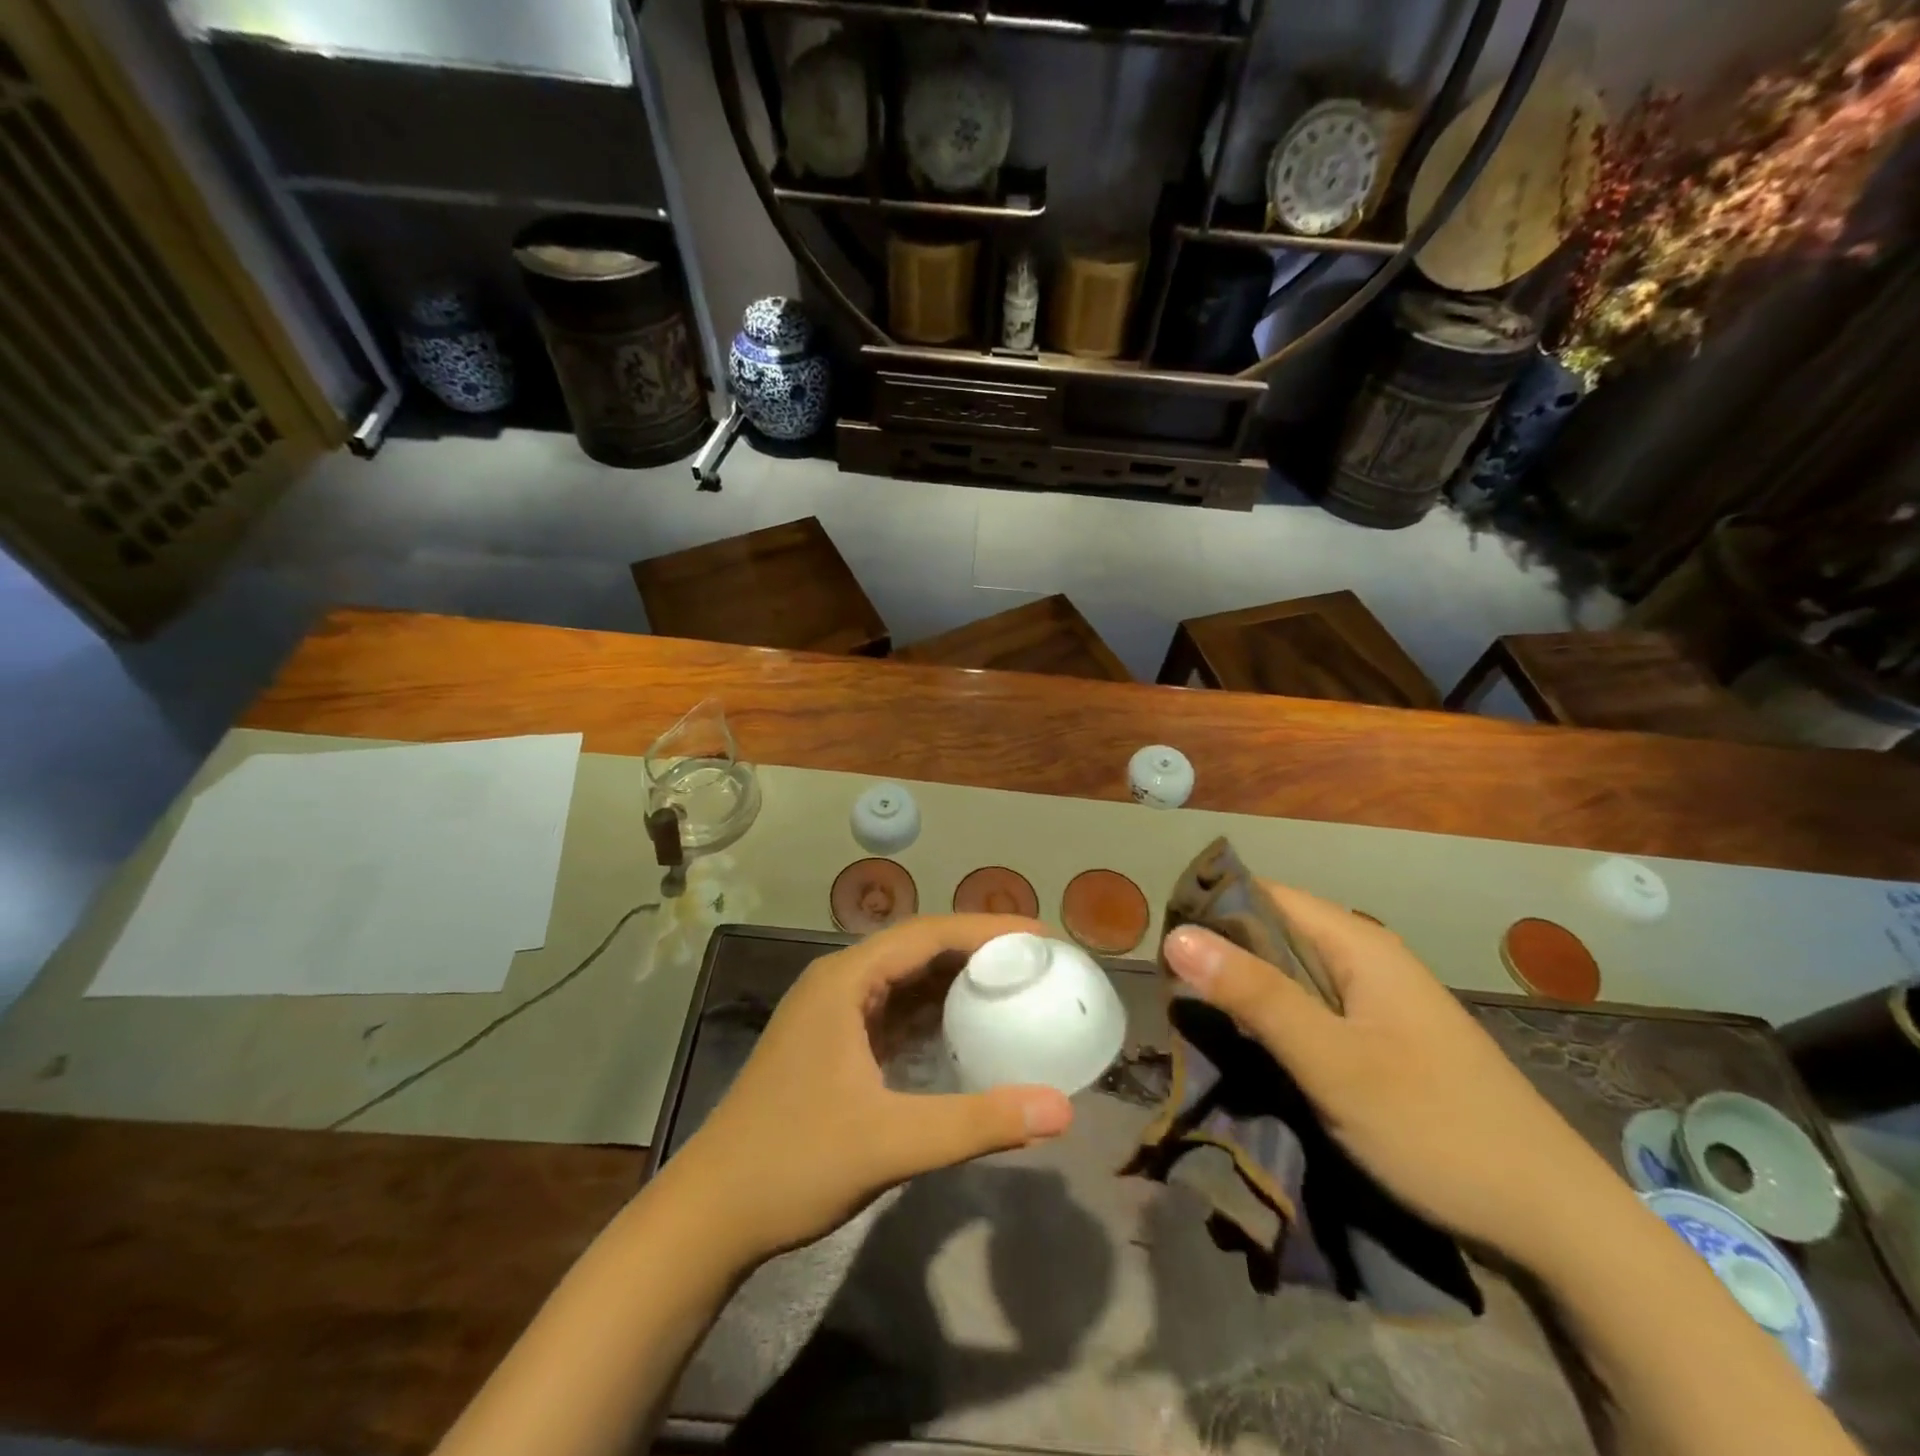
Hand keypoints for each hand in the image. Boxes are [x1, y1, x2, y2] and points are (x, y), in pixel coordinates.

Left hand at [662, 915, 1074, 1265]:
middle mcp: (839, 982)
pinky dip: (933, 1012)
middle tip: (1037, 961)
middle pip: (919, 948)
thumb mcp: (891, 1142)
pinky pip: (894, 1011)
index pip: (929, 933)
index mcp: (845, 980)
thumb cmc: (793, 1164)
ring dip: (956, 979)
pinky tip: (967, 1029)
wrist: (710, 1215)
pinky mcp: (833, 1044)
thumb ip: (977, 1123)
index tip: (1043, 938)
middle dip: (978, 950)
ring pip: (906, 979)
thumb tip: (1062, 1109)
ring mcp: (833, 1013)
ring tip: (1014, 986)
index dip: (988, 929)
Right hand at [1162, 884, 1622, 1264]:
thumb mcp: (1332, 1061)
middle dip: (1222, 958)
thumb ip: (1255, 996)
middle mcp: (1368, 959)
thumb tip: (1176, 936)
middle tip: (1173, 996)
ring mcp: (1379, 1001)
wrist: (1555, 1222)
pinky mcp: (1383, 1040)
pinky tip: (1251, 1050)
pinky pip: (1312, 1010)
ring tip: (1198, 1024)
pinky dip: (1275, 1021)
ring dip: (1246, 994)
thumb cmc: (1436, 1127)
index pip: (1265, 895)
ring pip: (1291, 975)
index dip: (1211, 912)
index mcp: (1359, 944)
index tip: (1164, 949)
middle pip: (1275, 933)